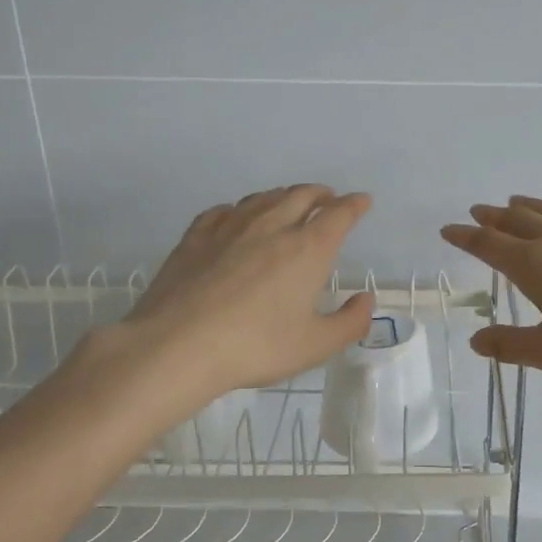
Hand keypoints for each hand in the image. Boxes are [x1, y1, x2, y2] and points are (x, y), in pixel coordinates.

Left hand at [91, 185, 374, 400]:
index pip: (338, 214)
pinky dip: (241, 208)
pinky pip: (225, 210)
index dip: (354, 205)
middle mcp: (272, 227)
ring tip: (289, 202)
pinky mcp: (196, 237)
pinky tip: (237, 217)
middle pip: (301, 195)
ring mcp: (230, 228)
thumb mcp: (315, 346)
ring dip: (284, 196)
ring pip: (263, 198)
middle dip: (321, 194)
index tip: (362, 201)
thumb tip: (365, 300)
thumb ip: (349, 323)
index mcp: (307, 249)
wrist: (176, 346)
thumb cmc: (255, 346)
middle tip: (328, 199)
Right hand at [442, 197, 541, 376]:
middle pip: (514, 220)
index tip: (449, 230)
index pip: (488, 244)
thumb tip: (476, 340)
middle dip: (491, 217)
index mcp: (531, 264)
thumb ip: (510, 346)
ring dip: (524, 206)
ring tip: (512, 202)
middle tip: (476, 211)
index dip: (465, 237)